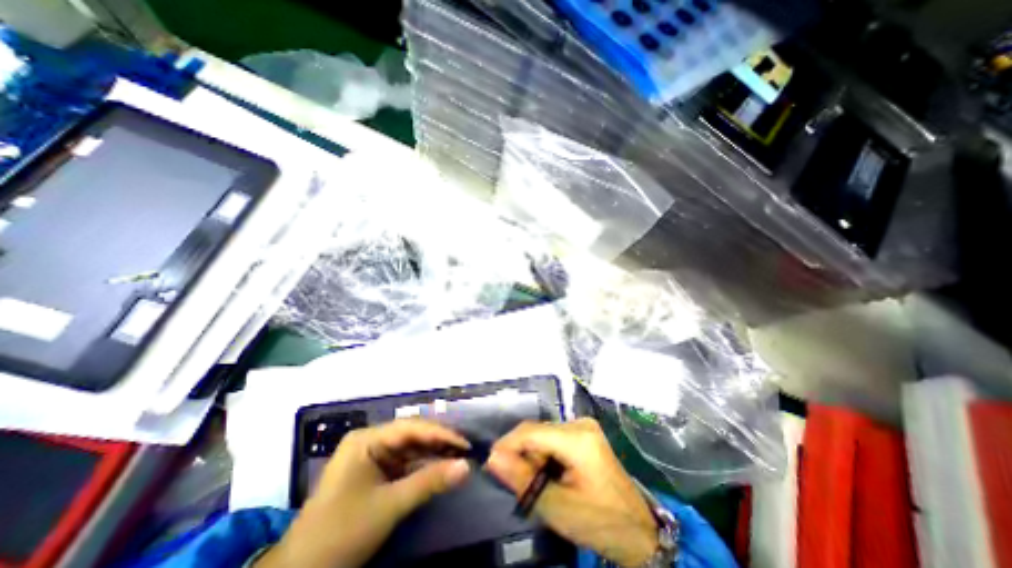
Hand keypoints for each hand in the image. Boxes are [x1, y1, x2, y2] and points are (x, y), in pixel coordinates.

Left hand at [257, 418, 469, 564]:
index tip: (465, 443)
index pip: (411, 428)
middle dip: (438, 443)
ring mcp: (371, 456)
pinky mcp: (375, 472)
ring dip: (433, 454)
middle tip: (466, 450)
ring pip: (410, 449)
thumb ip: (430, 482)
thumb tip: (466, 466)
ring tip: (458, 457)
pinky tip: (440, 468)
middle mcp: (370, 441)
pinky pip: (404, 463)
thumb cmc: (342, 533)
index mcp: (367, 439)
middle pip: (411, 435)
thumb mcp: (390, 506)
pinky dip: (422, 467)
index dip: (441, 434)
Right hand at [486, 417, 660, 567]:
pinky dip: (545, 455)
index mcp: (577, 437)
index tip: (491, 463)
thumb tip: (493, 458)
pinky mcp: (585, 434)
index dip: (507, 444)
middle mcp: (580, 423)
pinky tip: (550, 475)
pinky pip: (554, 438)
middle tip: (517, 483)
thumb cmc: (599, 521)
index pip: (531, 431)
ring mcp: (584, 427)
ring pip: (544, 434)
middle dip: (523, 455)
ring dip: (534, 456)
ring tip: (536, 484)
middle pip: (537, 431)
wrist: (637, 530)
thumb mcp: (557, 506)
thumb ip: (523, 480)